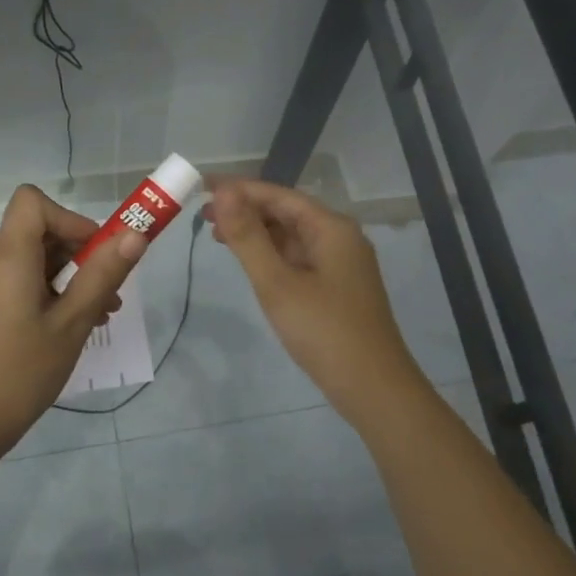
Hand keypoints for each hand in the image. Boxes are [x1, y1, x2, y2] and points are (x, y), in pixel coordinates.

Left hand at [0, 184, 146, 458]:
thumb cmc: (22, 371)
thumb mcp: (72, 323)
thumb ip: (102, 275)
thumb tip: (134, 235)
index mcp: (7, 258)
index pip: (33, 202)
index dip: (70, 217)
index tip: (98, 251)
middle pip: (36, 231)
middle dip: (79, 251)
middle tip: (111, 288)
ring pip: (32, 260)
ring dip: (69, 276)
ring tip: (101, 313)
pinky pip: (19, 282)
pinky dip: (49, 291)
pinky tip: (72, 325)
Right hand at [206, 178, 426, 418]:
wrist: (373, 388)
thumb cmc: (324, 331)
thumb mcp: (277, 282)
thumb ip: (248, 237)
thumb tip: (224, 192)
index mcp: (331, 228)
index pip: (278, 195)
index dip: (239, 189)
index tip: (203, 187)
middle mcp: (340, 238)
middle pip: (286, 212)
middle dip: (246, 210)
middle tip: (203, 215)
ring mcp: (340, 264)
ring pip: (292, 236)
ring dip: (256, 232)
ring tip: (218, 236)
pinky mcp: (336, 287)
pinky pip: (298, 258)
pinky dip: (271, 254)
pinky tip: (250, 262)